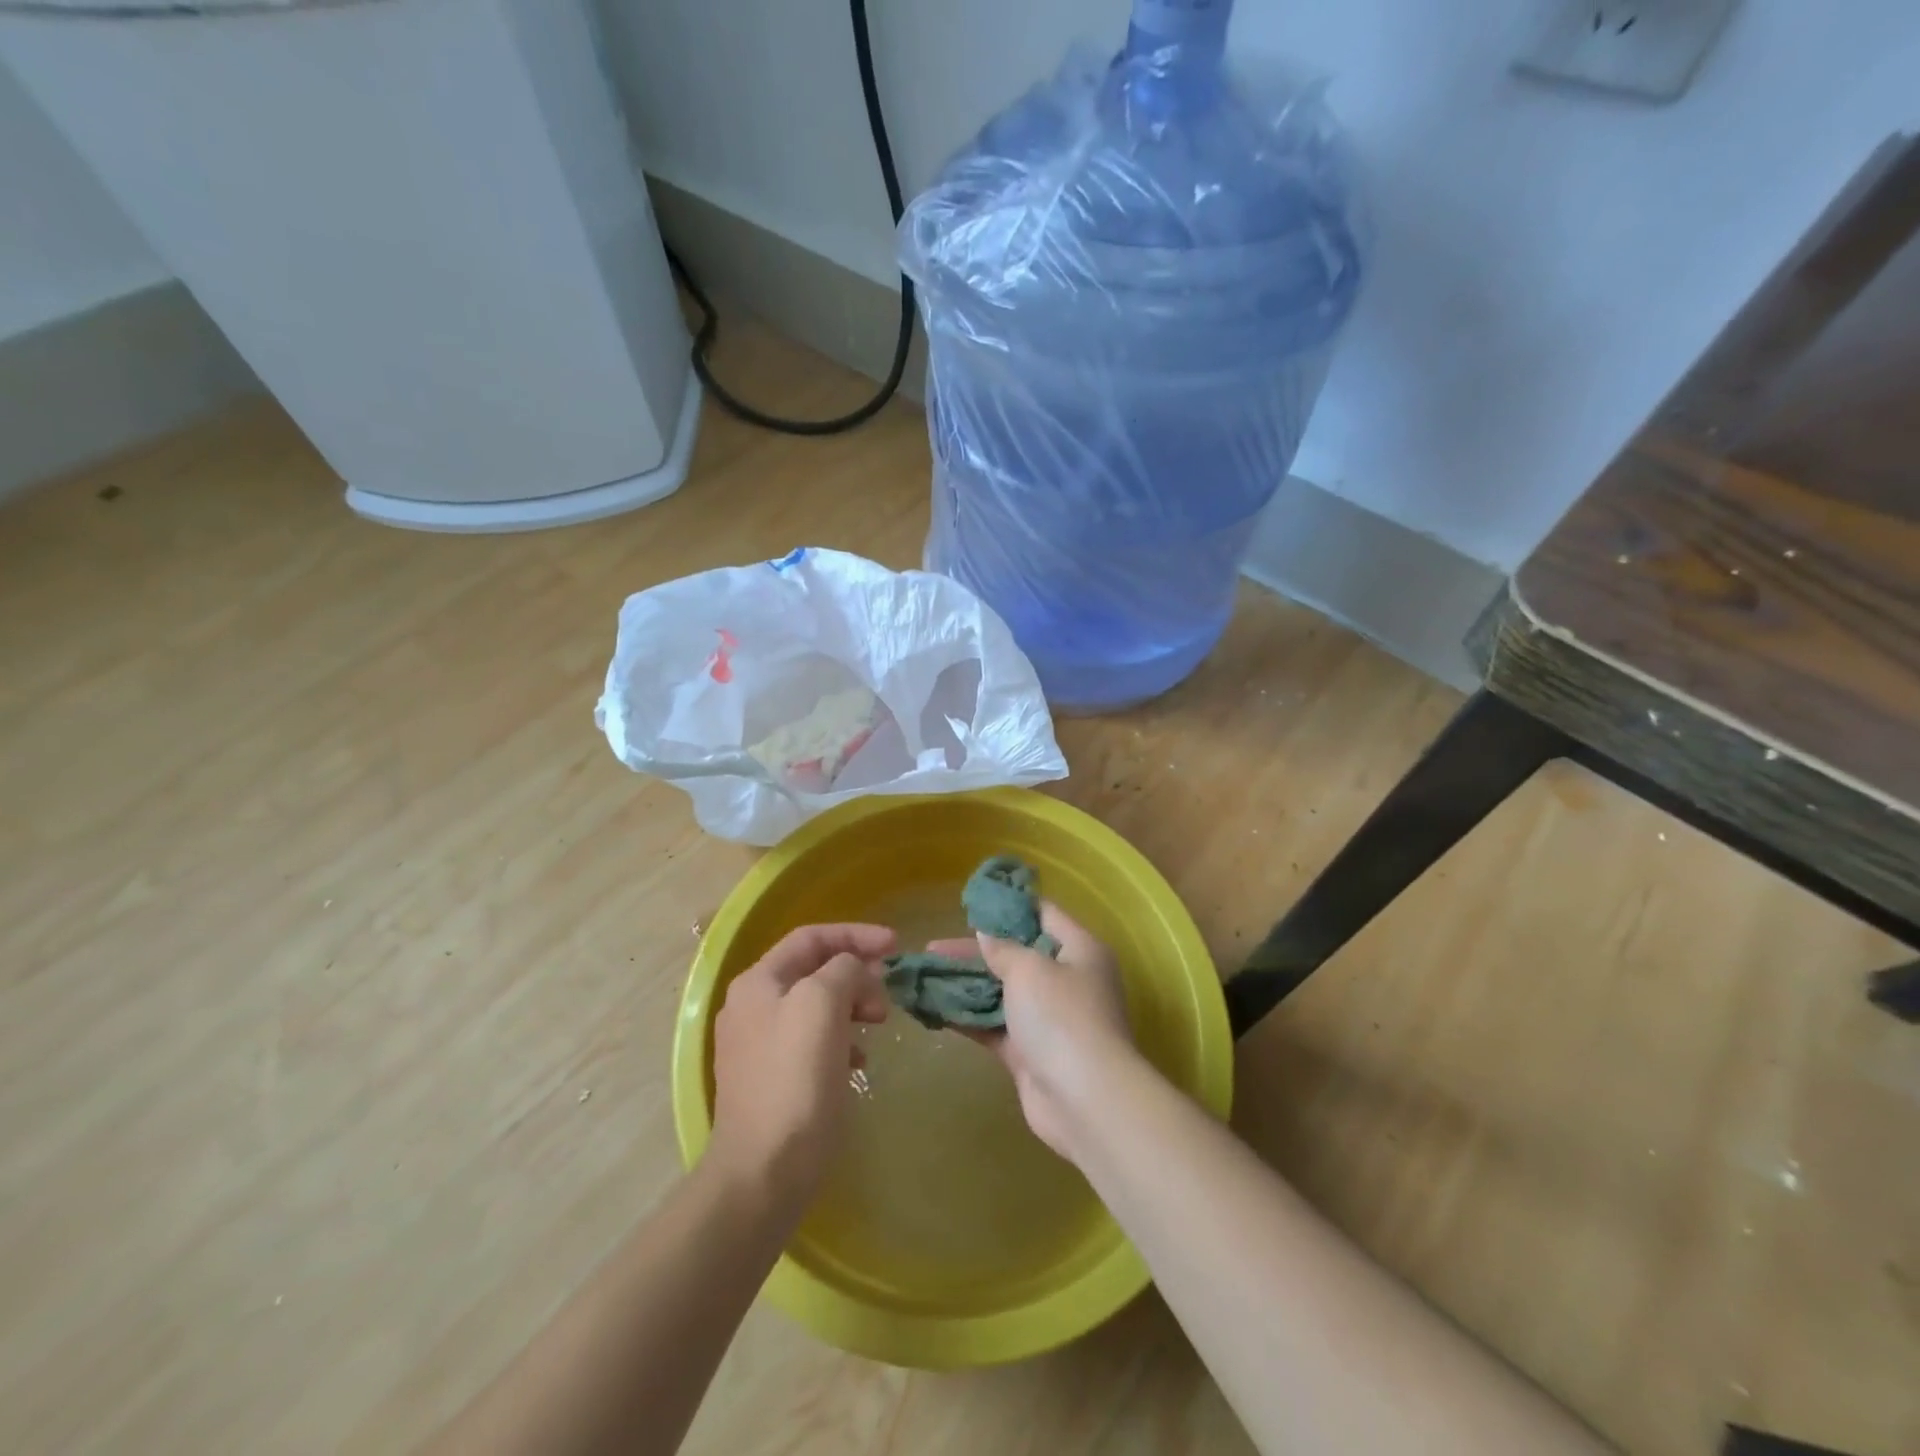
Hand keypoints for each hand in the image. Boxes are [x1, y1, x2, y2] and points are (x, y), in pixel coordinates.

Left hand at [707, 923, 894, 1206]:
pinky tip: (859, 1061)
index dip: (856, 934)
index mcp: (758, 982)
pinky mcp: (771, 1079)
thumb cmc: (795, 1080)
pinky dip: (841, 1039)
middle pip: (814, 970)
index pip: (812, 937)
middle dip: (856, 973)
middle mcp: (752, 1006)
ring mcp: (758, 1045)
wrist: (763, 1172)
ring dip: (852, 1005)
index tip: (896, 945)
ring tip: (878, 1023)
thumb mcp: (823, 1005)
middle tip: (888, 993)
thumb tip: (855, 971)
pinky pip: (813, 1041)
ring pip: (816, 1006)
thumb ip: (843, 970)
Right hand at [930, 902, 1135, 1161]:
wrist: (1084, 1100)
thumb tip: (986, 934)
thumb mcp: (1029, 968)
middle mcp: (1068, 980)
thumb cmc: (1061, 1017)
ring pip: (1002, 992)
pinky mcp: (1030, 1053)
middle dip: (975, 951)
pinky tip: (933, 1009)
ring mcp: (1049, 1019)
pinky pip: (994, 1027)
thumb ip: (1003, 948)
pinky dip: (968, 1017)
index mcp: (1080, 950)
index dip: (1008, 907)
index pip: (1044, 915)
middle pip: (1017, 955)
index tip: (971, 905)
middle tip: (933, 947)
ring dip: (966, 985)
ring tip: (925, 976)